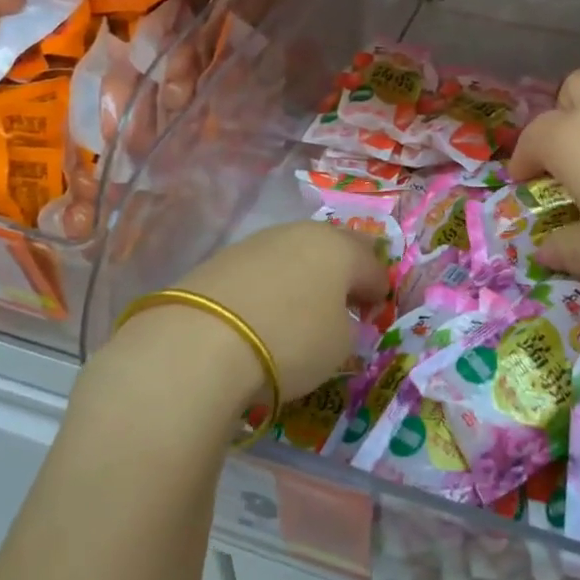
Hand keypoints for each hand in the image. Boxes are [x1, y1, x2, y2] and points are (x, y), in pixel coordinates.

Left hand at [118, 223, 387, 409]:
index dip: (378, 290)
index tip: (374, 312)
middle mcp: (302, 232)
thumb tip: (336, 319)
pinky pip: (263, 266)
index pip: (372, 266)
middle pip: (334, 247)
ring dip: (305, 273)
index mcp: (340, 249)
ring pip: (296, 251)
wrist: (201, 340)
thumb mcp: (339, 347)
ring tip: (301, 305)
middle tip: (344, 300)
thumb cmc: (290, 341)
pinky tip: (264, 309)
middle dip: (344, 270)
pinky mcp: (224, 256)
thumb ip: (347, 327)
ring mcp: (260, 240)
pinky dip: (272, 283)